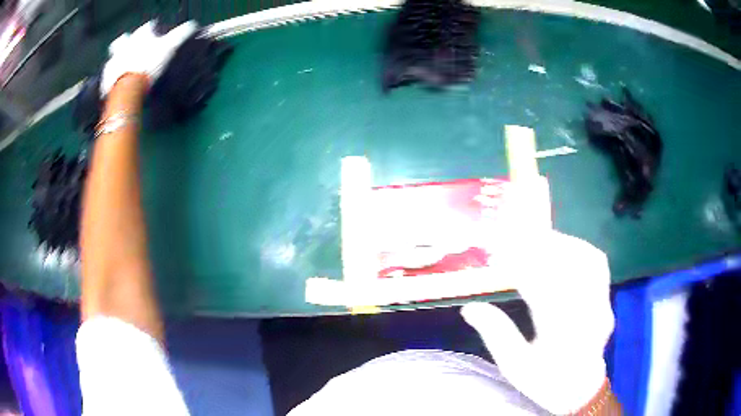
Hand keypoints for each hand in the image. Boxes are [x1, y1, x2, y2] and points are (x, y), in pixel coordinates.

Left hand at [100, 20, 198, 96]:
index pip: (148, 27)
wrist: (128, 89)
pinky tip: (117, 86)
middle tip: (132, 50)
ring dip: (117, 62)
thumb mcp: (170, 47)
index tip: (156, 35)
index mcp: (141, 36)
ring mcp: (114, 63)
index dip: (152, 30)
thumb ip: (181, 34)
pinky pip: (107, 79)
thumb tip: (192, 25)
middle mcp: (125, 46)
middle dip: (127, 42)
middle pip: (124, 40)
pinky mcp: (106, 80)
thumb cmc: (148, 65)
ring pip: (113, 59)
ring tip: (123, 69)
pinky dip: (111, 81)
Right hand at [462, 181, 614, 413]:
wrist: (580, 388)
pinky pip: (598, 264)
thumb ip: (496, 335)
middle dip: (541, 248)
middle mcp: (586, 316)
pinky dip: (580, 249)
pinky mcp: (606, 298)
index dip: (521, 265)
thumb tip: (469, 308)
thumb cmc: (545, 380)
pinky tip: (565, 247)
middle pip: (568, 269)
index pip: (542, 290)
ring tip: (538, 238)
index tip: (500, 251)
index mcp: (560, 336)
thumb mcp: (515, 366)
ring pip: (587, 261)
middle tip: (515, 236)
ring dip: (562, 244)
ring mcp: (601, 304)